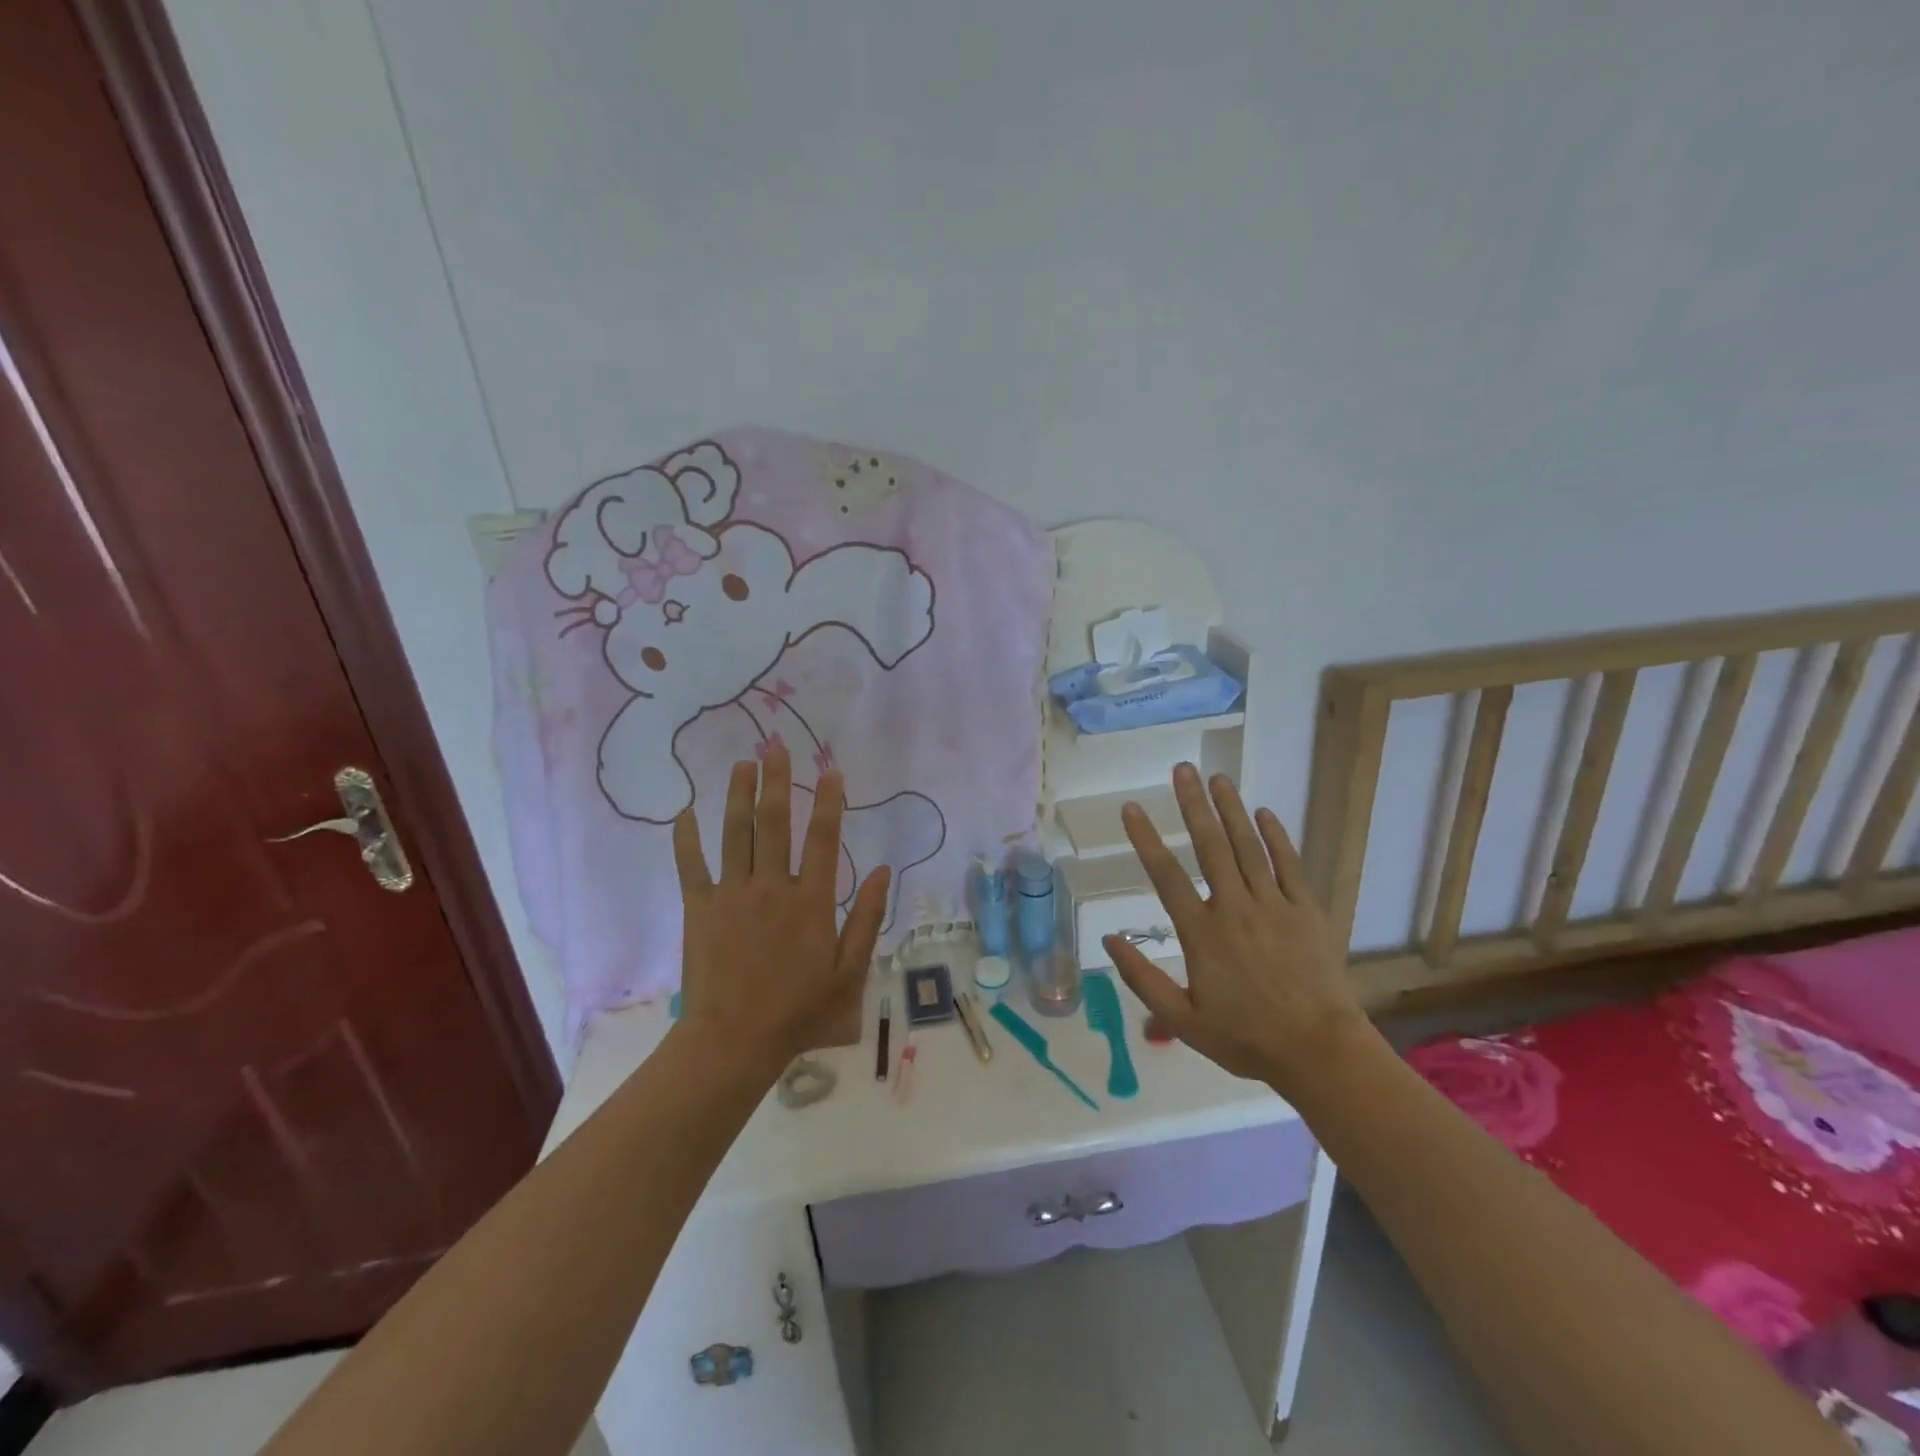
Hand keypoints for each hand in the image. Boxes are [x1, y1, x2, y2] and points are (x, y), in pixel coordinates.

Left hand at [673, 741, 889, 1073]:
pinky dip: (687, 838)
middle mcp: (772, 886)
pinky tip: (685, 812)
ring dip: (738, 795)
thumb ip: (868, 918)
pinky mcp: (700, 908)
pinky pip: (692, 865)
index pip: (824, 838)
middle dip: (777, 780)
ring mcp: (732, 894)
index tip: (831, 770)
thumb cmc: (799, 1010)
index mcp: (811, 901)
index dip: (829, 801)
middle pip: (775, 823)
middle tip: (776, 745)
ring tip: (743, 763)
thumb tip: (885, 871)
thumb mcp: (849, 972)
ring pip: (735, 833)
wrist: (734, 1041)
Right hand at [1103, 763, 1367, 1096]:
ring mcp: (1273, 906)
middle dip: (1193, 805)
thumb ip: (1142, 979)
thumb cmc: (1246, 1038)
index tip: (1131, 808)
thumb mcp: (1181, 1020)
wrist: (1320, 1051)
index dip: (1146, 839)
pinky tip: (1263, 813)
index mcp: (1201, 933)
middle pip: (1209, 846)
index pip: (1166, 876)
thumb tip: (1109, 940)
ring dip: (1231, 810)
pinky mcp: (1305, 910)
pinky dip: (1276, 837)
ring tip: (1217, 778)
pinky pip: (1288, 865)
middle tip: (1181, 770)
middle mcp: (1234, 908)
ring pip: (1247, 847)